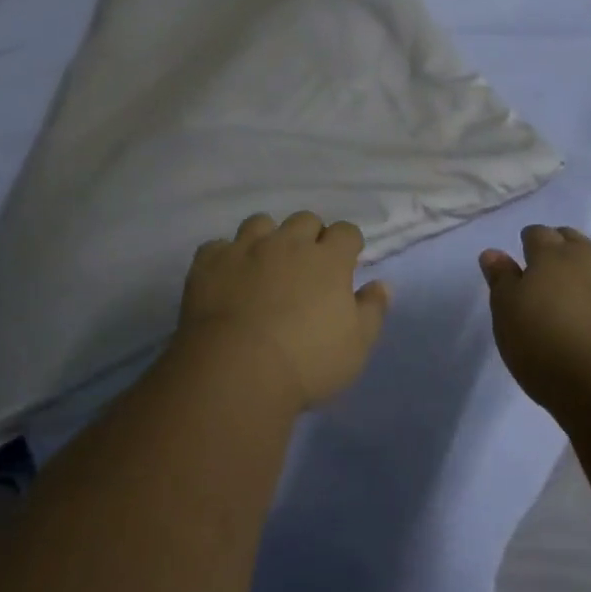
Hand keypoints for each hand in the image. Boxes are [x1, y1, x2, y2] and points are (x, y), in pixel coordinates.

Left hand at [178, 211, 391, 410]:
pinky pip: (217, 246)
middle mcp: (288, 243)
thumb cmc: (307, 363)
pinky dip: (225, 257)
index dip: (348, 244)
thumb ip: (372, 311)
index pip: (346, 231)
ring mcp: (245, 249)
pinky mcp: (209, 262)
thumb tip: (381, 284)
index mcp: (328, 259)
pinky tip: (226, 277)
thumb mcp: (356, 346)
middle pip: (305, 219)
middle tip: (306, 265)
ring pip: (260, 223)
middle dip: (310, 235)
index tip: (346, 263)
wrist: (236, 372)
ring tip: (264, 263)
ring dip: (267, 237)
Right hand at [480, 217, 590, 421]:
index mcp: (549, 258)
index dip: (531, 241)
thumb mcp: (509, 321)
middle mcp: (589, 254)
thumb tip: (493, 252)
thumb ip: (502, 283)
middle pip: (573, 237)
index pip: (536, 236)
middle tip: (561, 249)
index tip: (527, 250)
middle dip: (564, 239)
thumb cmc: (550, 356)